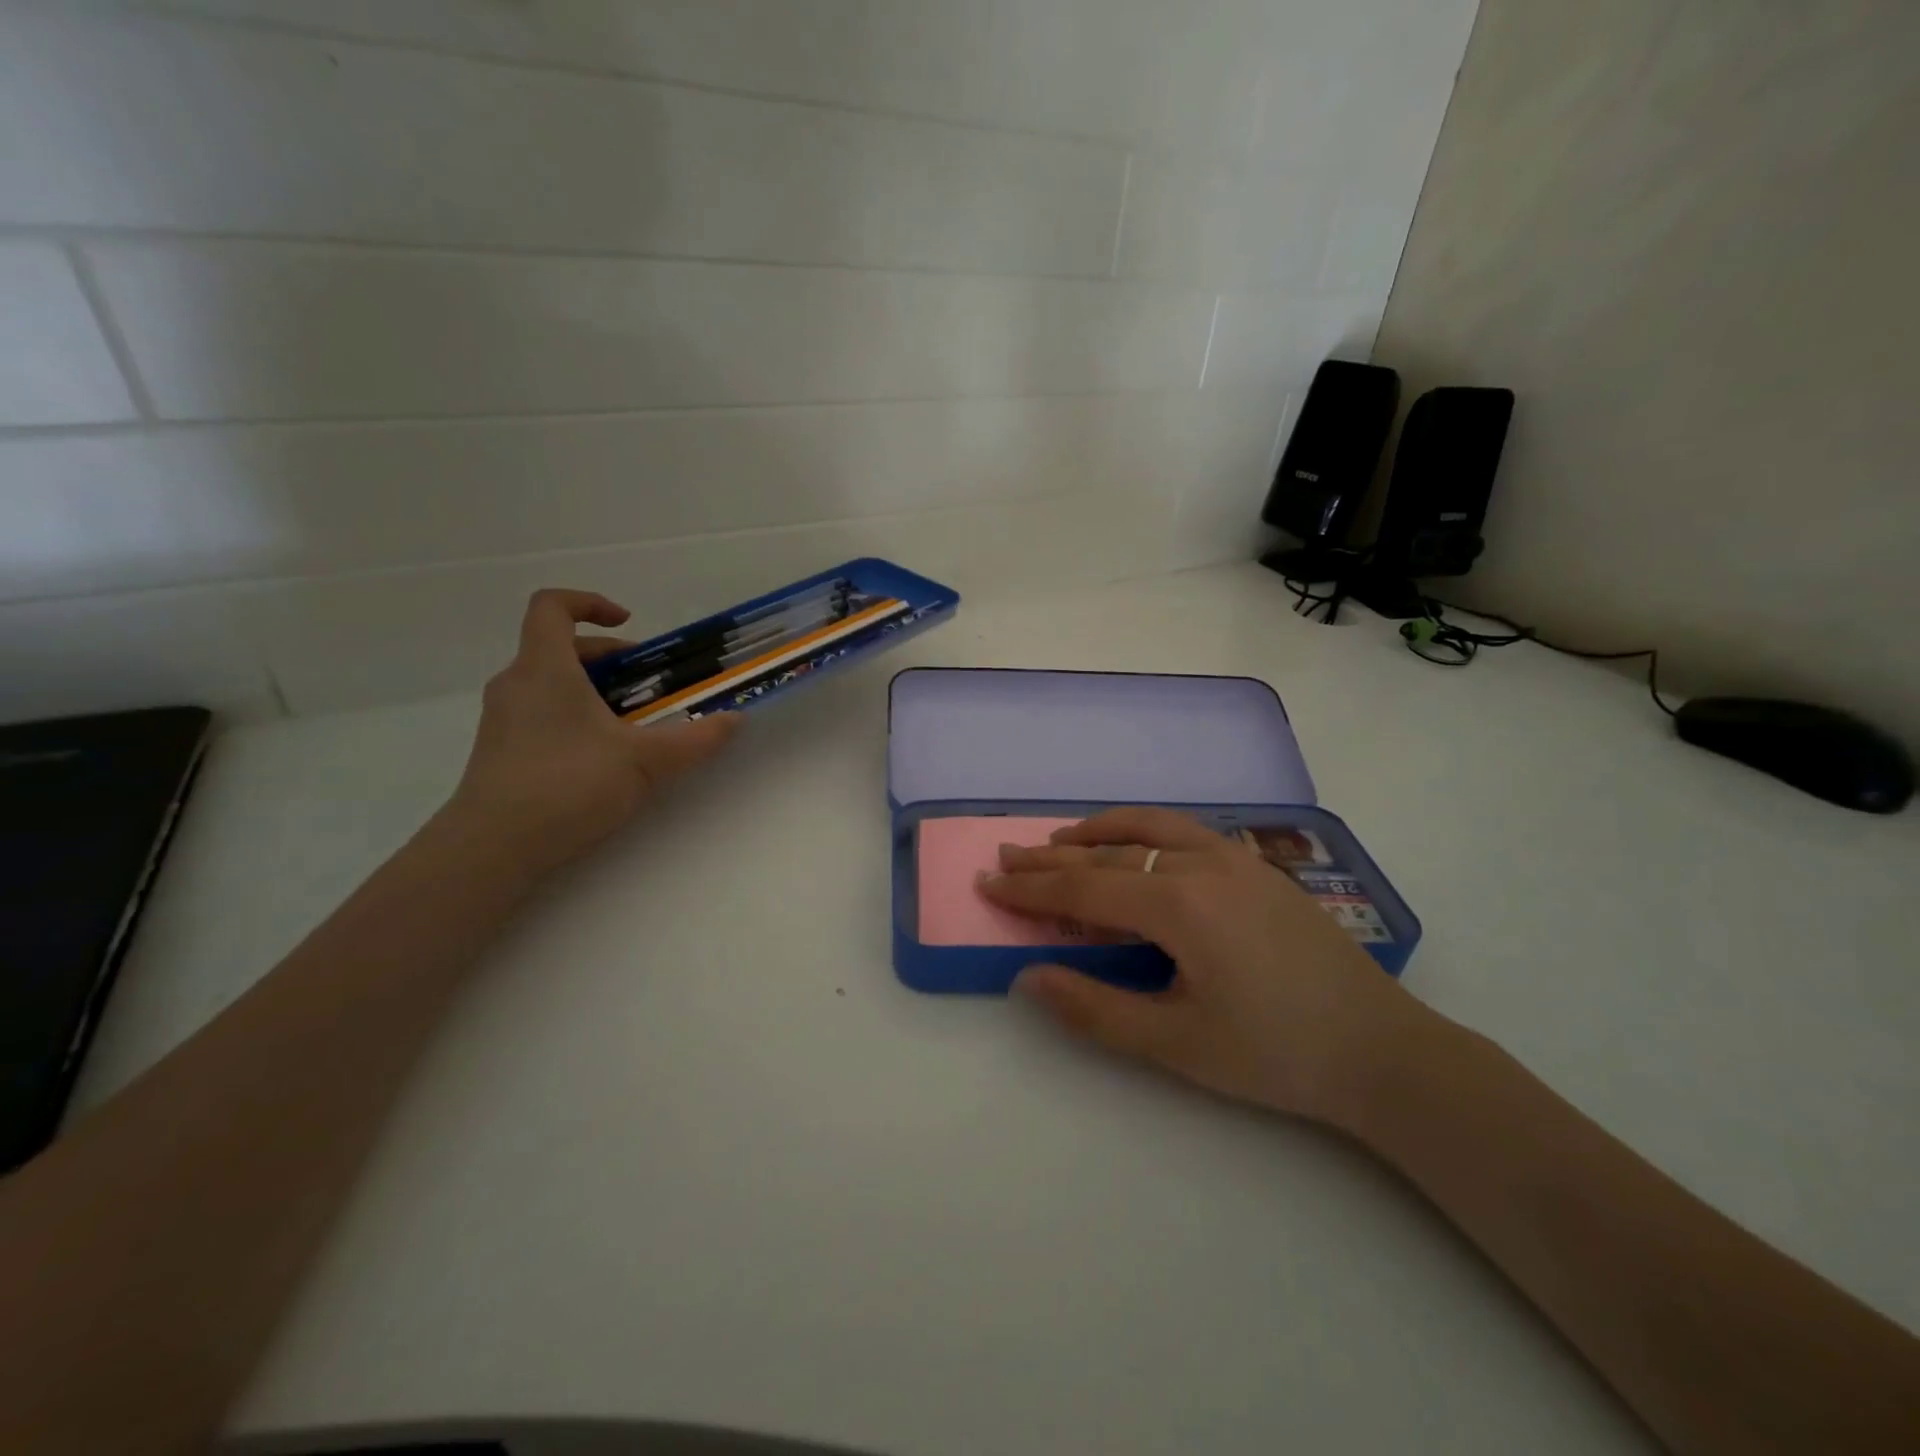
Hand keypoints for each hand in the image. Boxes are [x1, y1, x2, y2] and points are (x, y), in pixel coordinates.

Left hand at [448, 590, 739, 875]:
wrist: (492, 848)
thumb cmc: (568, 785)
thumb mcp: (645, 761)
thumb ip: (695, 738)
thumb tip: (735, 719)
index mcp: (545, 668)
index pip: (552, 606)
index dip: (589, 603)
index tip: (628, 624)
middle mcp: (517, 684)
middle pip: (559, 648)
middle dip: (609, 659)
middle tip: (649, 685)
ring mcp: (504, 720)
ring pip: (551, 684)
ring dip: (594, 691)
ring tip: (633, 725)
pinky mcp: (501, 752)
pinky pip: (541, 714)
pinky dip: (576, 718)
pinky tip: (604, 758)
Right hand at [981, 808, 1435, 1128]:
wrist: (1381, 1049)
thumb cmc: (1274, 1053)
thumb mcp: (1175, 1043)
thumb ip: (1094, 1008)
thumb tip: (1028, 978)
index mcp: (1179, 905)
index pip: (1084, 889)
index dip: (1031, 889)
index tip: (988, 882)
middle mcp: (1202, 864)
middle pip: (1109, 854)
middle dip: (1052, 858)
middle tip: (1007, 856)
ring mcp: (1234, 858)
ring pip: (1149, 827)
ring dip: (1097, 832)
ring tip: (1060, 840)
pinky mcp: (1256, 866)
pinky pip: (1184, 831)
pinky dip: (1143, 829)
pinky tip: (1134, 843)